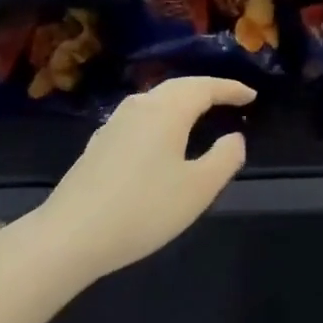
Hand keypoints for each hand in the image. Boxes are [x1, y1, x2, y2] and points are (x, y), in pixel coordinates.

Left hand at [37, 77, 254, 277]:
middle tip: (229, 98)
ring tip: (199, 113)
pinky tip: (160, 137)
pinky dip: (161, 116)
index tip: (251, 95)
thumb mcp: (198, 189)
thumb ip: (224, 158)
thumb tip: (234, 137)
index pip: (204, 87)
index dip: (230, 89)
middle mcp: (140, 107)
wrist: (70, 235)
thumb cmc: (143, 209)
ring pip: (156, 100)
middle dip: (206, 89)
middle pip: (178, 87)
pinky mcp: (99, 144)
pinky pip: (140, 117)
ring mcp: (114, 124)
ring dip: (181, 101)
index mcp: (167, 111)